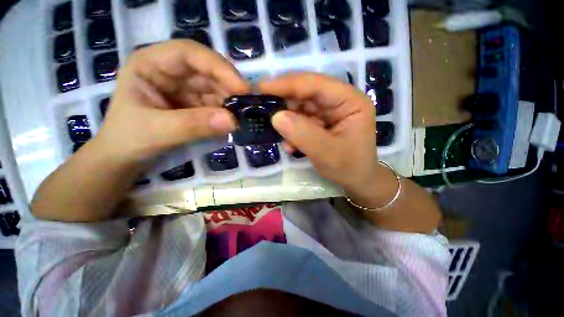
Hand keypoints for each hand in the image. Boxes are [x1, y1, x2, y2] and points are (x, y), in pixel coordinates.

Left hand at [95, 40, 250, 162]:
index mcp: (151, 64)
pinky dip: (226, 112)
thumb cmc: (128, 140)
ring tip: (243, 116)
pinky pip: (216, 104)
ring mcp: (184, 89)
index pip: (190, 53)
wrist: (126, 158)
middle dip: (229, 87)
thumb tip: (233, 121)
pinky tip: (233, 121)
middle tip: (248, 105)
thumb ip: (194, 125)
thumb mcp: (157, 131)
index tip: (242, 88)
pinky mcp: (194, 105)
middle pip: (207, 71)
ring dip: (230, 101)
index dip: (218, 67)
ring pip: (215, 88)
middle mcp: (171, 72)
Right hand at [259, 73, 381, 197]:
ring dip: (288, 122)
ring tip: (284, 139)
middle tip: (264, 113)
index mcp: (350, 100)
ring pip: (300, 107)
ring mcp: (329, 110)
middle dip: (285, 104)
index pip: (316, 84)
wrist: (356, 179)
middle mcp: (339, 100)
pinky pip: (301, 120)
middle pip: (306, 93)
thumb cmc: (349, 167)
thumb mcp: (326, 153)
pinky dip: (293, 131)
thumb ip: (303, 134)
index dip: (287, 84)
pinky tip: (292, 146)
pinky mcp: (321, 121)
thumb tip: (276, 117)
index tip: (261, 88)